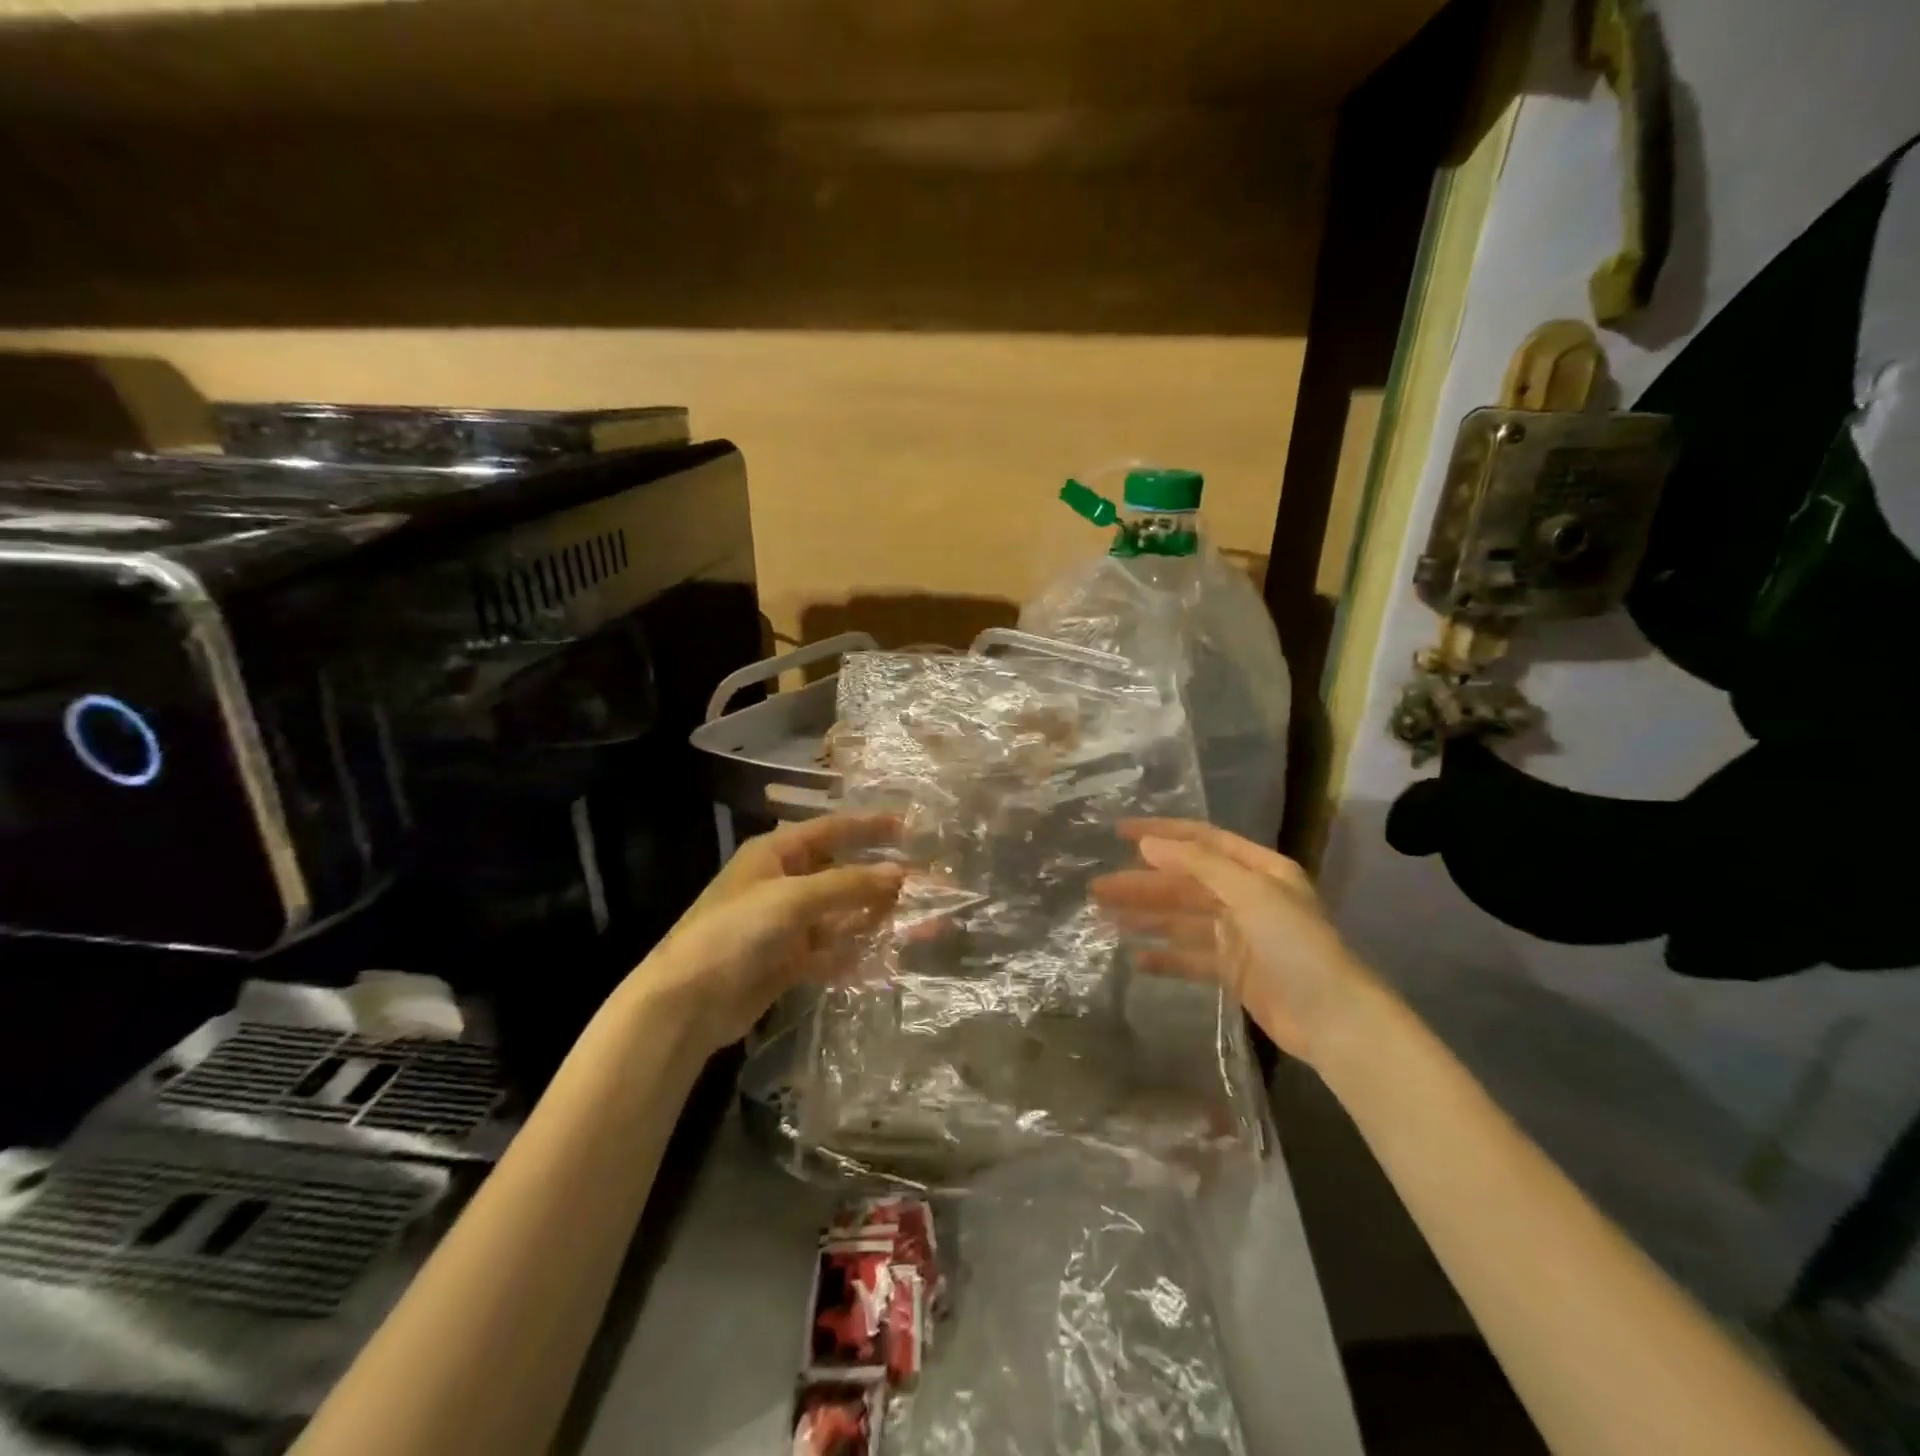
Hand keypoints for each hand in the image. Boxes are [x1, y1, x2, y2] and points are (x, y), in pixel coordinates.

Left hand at [644, 814, 903, 1053]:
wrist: (687, 1003)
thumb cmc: (735, 933)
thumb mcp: (793, 899)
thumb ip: (848, 885)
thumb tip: (901, 874)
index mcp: (775, 853)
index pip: (831, 829)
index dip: (869, 826)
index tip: (909, 826)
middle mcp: (783, 883)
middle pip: (842, 874)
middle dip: (881, 879)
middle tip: (925, 884)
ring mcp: (786, 924)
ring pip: (842, 914)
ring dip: (876, 918)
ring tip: (921, 924)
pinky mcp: (789, 960)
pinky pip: (832, 949)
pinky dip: (856, 952)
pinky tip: (887, 958)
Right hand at [1091, 818, 1379, 1064]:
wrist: (1335, 1020)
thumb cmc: (1296, 945)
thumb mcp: (1250, 893)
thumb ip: (1197, 866)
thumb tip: (1147, 845)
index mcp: (1258, 870)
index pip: (1201, 841)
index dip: (1160, 834)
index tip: (1118, 832)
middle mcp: (1248, 897)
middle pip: (1185, 882)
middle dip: (1142, 883)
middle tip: (1098, 888)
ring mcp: (1240, 935)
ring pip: (1182, 919)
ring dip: (1146, 917)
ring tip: (1103, 918)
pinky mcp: (1234, 972)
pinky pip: (1191, 957)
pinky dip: (1165, 957)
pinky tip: (1136, 958)